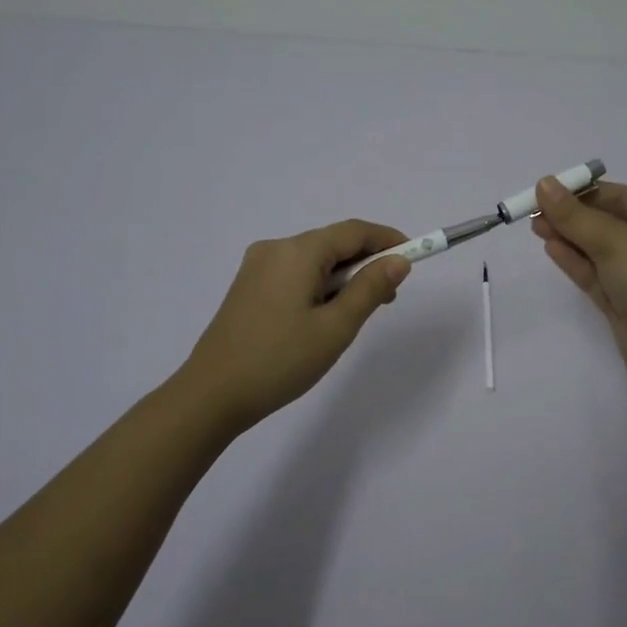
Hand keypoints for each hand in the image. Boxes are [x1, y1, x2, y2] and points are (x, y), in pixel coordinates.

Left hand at [178, 220, 411, 433]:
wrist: (211, 395)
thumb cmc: (280, 360)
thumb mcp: (336, 327)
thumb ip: (370, 289)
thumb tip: (399, 261)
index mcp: (297, 252)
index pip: (354, 231)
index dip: (387, 239)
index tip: (415, 256)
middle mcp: (275, 248)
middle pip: (333, 243)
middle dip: (365, 263)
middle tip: (388, 298)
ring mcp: (257, 267)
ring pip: (314, 260)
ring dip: (343, 277)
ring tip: (357, 314)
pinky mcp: (248, 287)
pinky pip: (295, 273)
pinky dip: (319, 285)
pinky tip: (324, 316)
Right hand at [531, 178, 626, 392]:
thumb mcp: (616, 244)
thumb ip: (577, 216)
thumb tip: (544, 183)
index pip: (620, 196)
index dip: (584, 191)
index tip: (547, 190)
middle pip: (607, 221)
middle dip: (571, 215)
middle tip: (532, 211)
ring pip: (598, 249)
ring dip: (568, 236)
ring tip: (534, 227)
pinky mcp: (624, 302)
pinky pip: (595, 274)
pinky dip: (574, 260)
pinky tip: (550, 247)